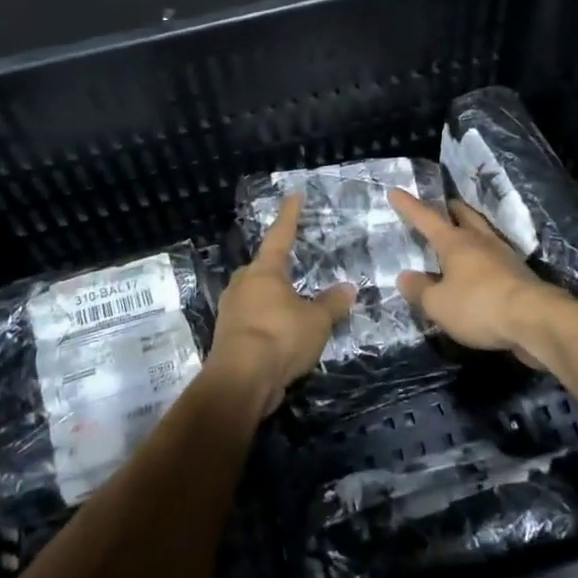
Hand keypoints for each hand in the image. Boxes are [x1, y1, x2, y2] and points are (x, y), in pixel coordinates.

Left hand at [208, 194, 355, 416]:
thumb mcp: (316, 321)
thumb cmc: (279, 337)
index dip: (290, 215)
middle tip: (297, 265)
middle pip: (264, 268)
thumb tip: (348, 288)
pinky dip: (268, 321)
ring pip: (256, 295)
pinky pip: (253, 319)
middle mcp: (243, 284)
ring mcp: (232, 310)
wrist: (240, 381)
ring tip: (294, 305)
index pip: (280, 235)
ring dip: (274, 298)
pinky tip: (282, 333)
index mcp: (264, 271)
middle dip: (280, 266)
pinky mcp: (228, 336)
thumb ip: (332, 303)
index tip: (295, 196)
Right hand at [389, 188, 564, 365]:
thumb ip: (419, 290)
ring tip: (460, 236)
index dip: (409, 206)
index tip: (395, 191)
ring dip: (470, 230)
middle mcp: (480, 241)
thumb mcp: (438, 304)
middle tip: (441, 207)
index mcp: (455, 242)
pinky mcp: (519, 274)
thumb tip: (406, 277)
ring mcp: (503, 255)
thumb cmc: (478, 305)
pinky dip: (483, 257)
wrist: (534, 319)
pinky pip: (494, 257)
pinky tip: (479, 270)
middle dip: (450, 209)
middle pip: (463, 215)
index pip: (426, 218)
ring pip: (483, 233)